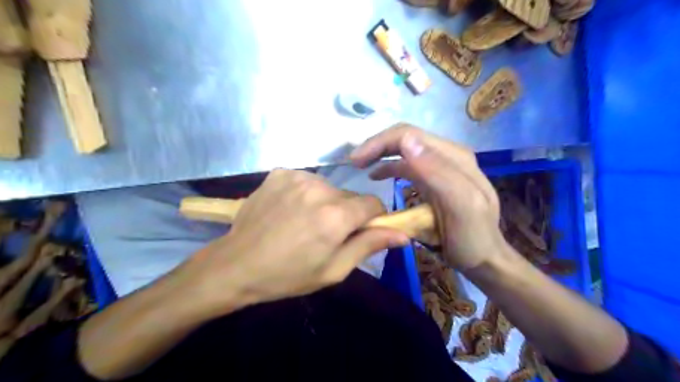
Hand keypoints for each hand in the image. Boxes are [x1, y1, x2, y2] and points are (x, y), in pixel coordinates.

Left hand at [180, 169, 405, 310]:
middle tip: (326, 233)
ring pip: (328, 188)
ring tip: (304, 222)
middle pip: (349, 196)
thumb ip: (369, 246)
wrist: (237, 264)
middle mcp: (320, 189)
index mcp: (335, 216)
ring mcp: (297, 177)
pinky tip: (289, 209)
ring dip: (325, 202)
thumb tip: (402, 235)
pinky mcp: (280, 173)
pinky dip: (304, 193)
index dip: (372, 218)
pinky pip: (306, 181)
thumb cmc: (288, 274)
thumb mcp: (333, 270)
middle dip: (346, 213)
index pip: (373, 203)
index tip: (360, 231)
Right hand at [351, 124, 503, 269]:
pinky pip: (407, 164)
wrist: (484, 257)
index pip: (409, 135)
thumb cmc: (472, 236)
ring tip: (360, 166)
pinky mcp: (433, 178)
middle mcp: (447, 155)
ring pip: (404, 149)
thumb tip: (406, 140)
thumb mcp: (461, 205)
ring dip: (380, 153)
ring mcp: (440, 166)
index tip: (356, 162)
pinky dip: (389, 166)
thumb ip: (437, 172)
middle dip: (377, 146)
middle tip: (354, 161)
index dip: (379, 143)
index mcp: (453, 157)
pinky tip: (376, 175)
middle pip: (405, 138)